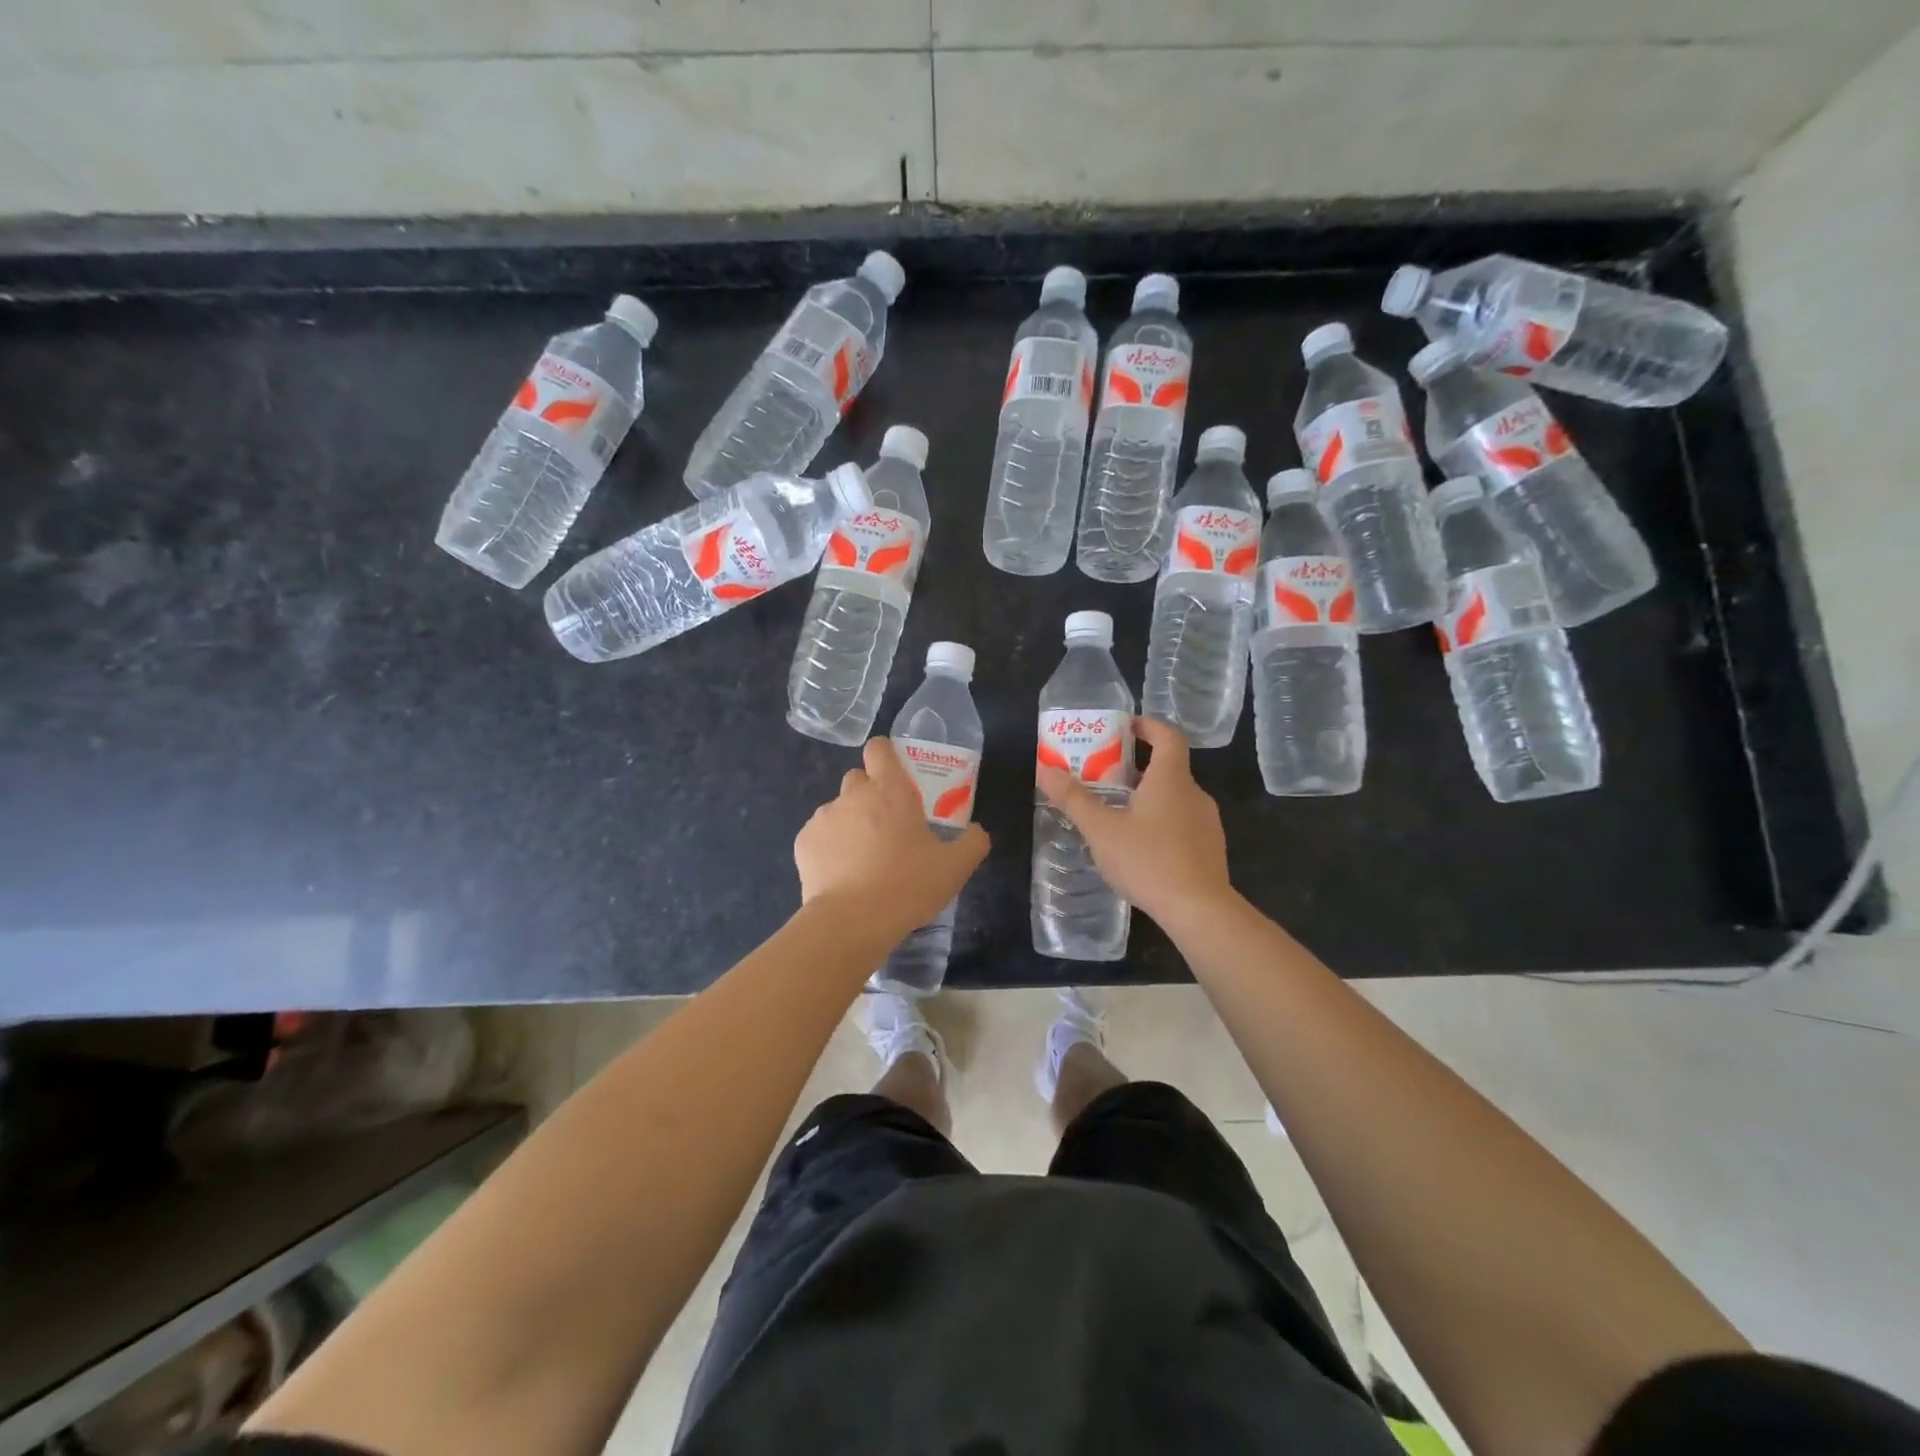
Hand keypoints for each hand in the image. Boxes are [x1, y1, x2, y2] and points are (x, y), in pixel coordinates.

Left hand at [795, 737, 990, 937]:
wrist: (853, 921)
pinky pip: (819, 836)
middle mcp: (853, 794)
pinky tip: (842, 875)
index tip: (896, 774)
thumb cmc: (908, 885)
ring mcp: (824, 817)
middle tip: (887, 826)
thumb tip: (977, 832)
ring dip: (850, 823)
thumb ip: (972, 843)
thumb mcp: (954, 868)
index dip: (886, 755)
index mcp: (890, 790)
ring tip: (863, 859)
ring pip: (838, 809)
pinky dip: (829, 848)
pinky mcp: (804, 842)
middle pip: (858, 778)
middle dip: (870, 794)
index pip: (880, 749)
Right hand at [1036, 716, 1231, 925]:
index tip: (1124, 727)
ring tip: (1117, 813)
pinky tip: (1140, 847)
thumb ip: (1073, 799)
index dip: (1148, 725)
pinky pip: (1183, 823)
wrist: (1199, 910)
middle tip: (1104, 776)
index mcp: (1170, 779)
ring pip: (1175, 797)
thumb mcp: (1101, 830)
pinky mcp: (1210, 849)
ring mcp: (1206, 822)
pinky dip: (1161, 822)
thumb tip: (1045, 769)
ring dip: (1148, 797)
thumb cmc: (1148, 861)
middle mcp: (1194, 793)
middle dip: (1136, 767)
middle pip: (1168, 767)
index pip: (1168, 735)